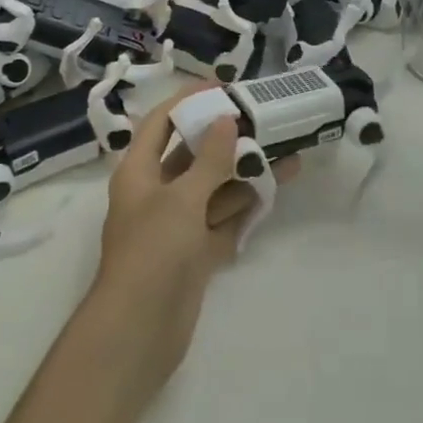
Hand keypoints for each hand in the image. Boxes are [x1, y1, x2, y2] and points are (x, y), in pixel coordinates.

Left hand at [89, 87, 298, 383]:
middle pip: (192, 154)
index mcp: (139, 171)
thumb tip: (225, 119)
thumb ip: (208, 159)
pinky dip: (245, 207)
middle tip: (263, 120)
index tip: (224, 88)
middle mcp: (156, 192)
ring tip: (284, 153)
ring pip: (213, 188)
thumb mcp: (181, 199)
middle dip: (226, 137)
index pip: (162, 122)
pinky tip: (274, 192)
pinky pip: (222, 220)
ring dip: (244, 172)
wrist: (138, 334)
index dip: (189, 101)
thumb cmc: (152, 253)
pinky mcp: (194, 253)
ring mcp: (176, 225)